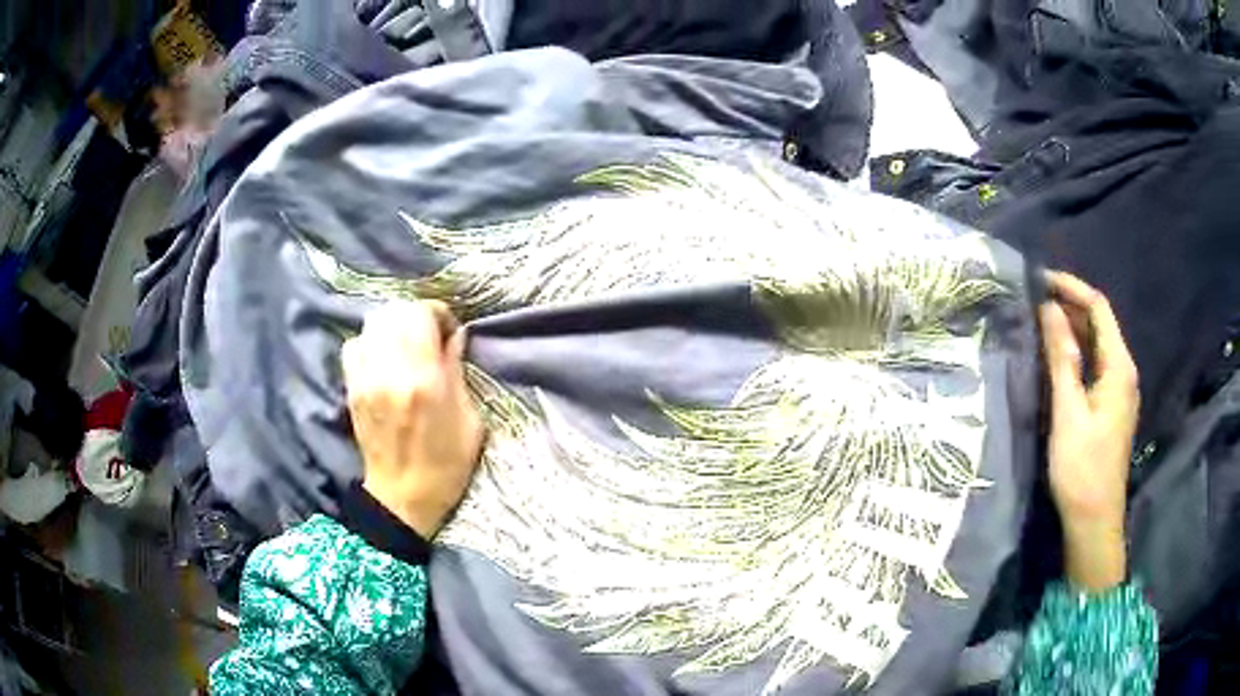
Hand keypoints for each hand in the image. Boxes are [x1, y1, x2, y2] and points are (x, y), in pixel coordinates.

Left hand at [342, 301, 483, 538]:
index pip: (420, 313)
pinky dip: (371, 341)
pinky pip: (355, 344)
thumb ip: (458, 371)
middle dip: (416, 315)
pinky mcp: (351, 388)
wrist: (402, 497)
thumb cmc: (446, 464)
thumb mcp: (470, 421)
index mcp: (424, 380)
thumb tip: (455, 336)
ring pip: (372, 322)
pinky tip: (384, 358)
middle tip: (429, 334)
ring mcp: (365, 378)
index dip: (438, 313)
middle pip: (394, 310)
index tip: (449, 331)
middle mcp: (389, 371)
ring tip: (407, 344)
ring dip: (393, 324)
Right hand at [1040, 272, 1138, 592]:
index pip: (1099, 308)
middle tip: (1034, 301)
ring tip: (1040, 322)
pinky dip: (1076, 353)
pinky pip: (1094, 365)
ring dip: (1072, 329)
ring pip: (1097, 345)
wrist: (1094, 521)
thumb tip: (1049, 309)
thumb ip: (1062, 358)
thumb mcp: (1069, 412)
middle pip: (1100, 323)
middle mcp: (1123, 371)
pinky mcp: (1110, 407)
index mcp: (1118, 367)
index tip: (1040, 280)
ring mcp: (1118, 391)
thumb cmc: (1082, 469)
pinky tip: (1056, 358)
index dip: (1072, 288)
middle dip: (1070, 305)